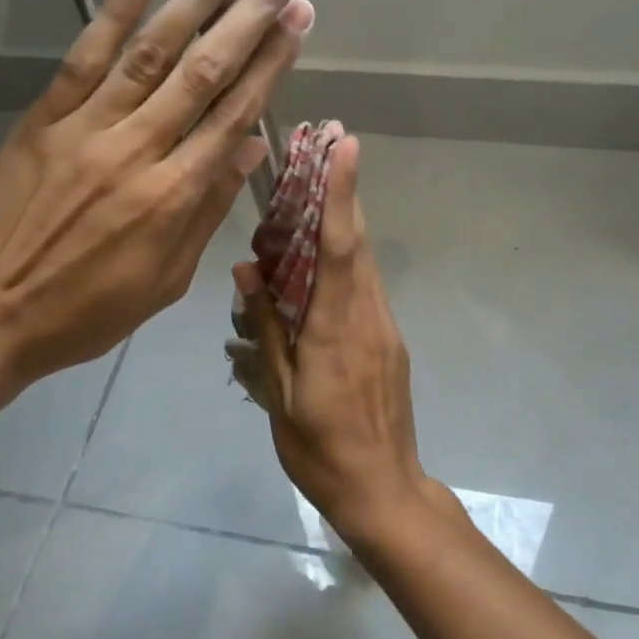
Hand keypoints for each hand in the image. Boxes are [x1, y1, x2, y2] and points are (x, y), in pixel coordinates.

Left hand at [0, 0, 314, 408]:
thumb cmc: (86, 313)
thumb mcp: (166, 280)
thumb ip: (208, 210)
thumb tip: (252, 148)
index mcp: (173, 197)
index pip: (235, 114)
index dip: (273, 62)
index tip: (300, 16)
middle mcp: (137, 150)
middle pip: (205, 70)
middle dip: (253, 10)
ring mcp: (85, 129)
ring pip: (151, 53)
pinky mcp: (43, 120)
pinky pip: (84, 59)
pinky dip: (115, 14)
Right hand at [232, 137, 435, 540]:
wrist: (383, 491)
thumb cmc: (321, 449)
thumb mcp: (281, 394)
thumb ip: (266, 328)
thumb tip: (248, 269)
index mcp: (337, 328)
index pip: (339, 247)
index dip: (341, 194)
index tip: (346, 147)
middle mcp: (368, 317)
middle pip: (357, 244)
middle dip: (343, 194)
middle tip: (325, 152)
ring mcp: (385, 330)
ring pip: (364, 265)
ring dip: (344, 226)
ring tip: (317, 196)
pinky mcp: (389, 344)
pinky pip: (366, 291)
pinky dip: (346, 264)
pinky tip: (322, 266)